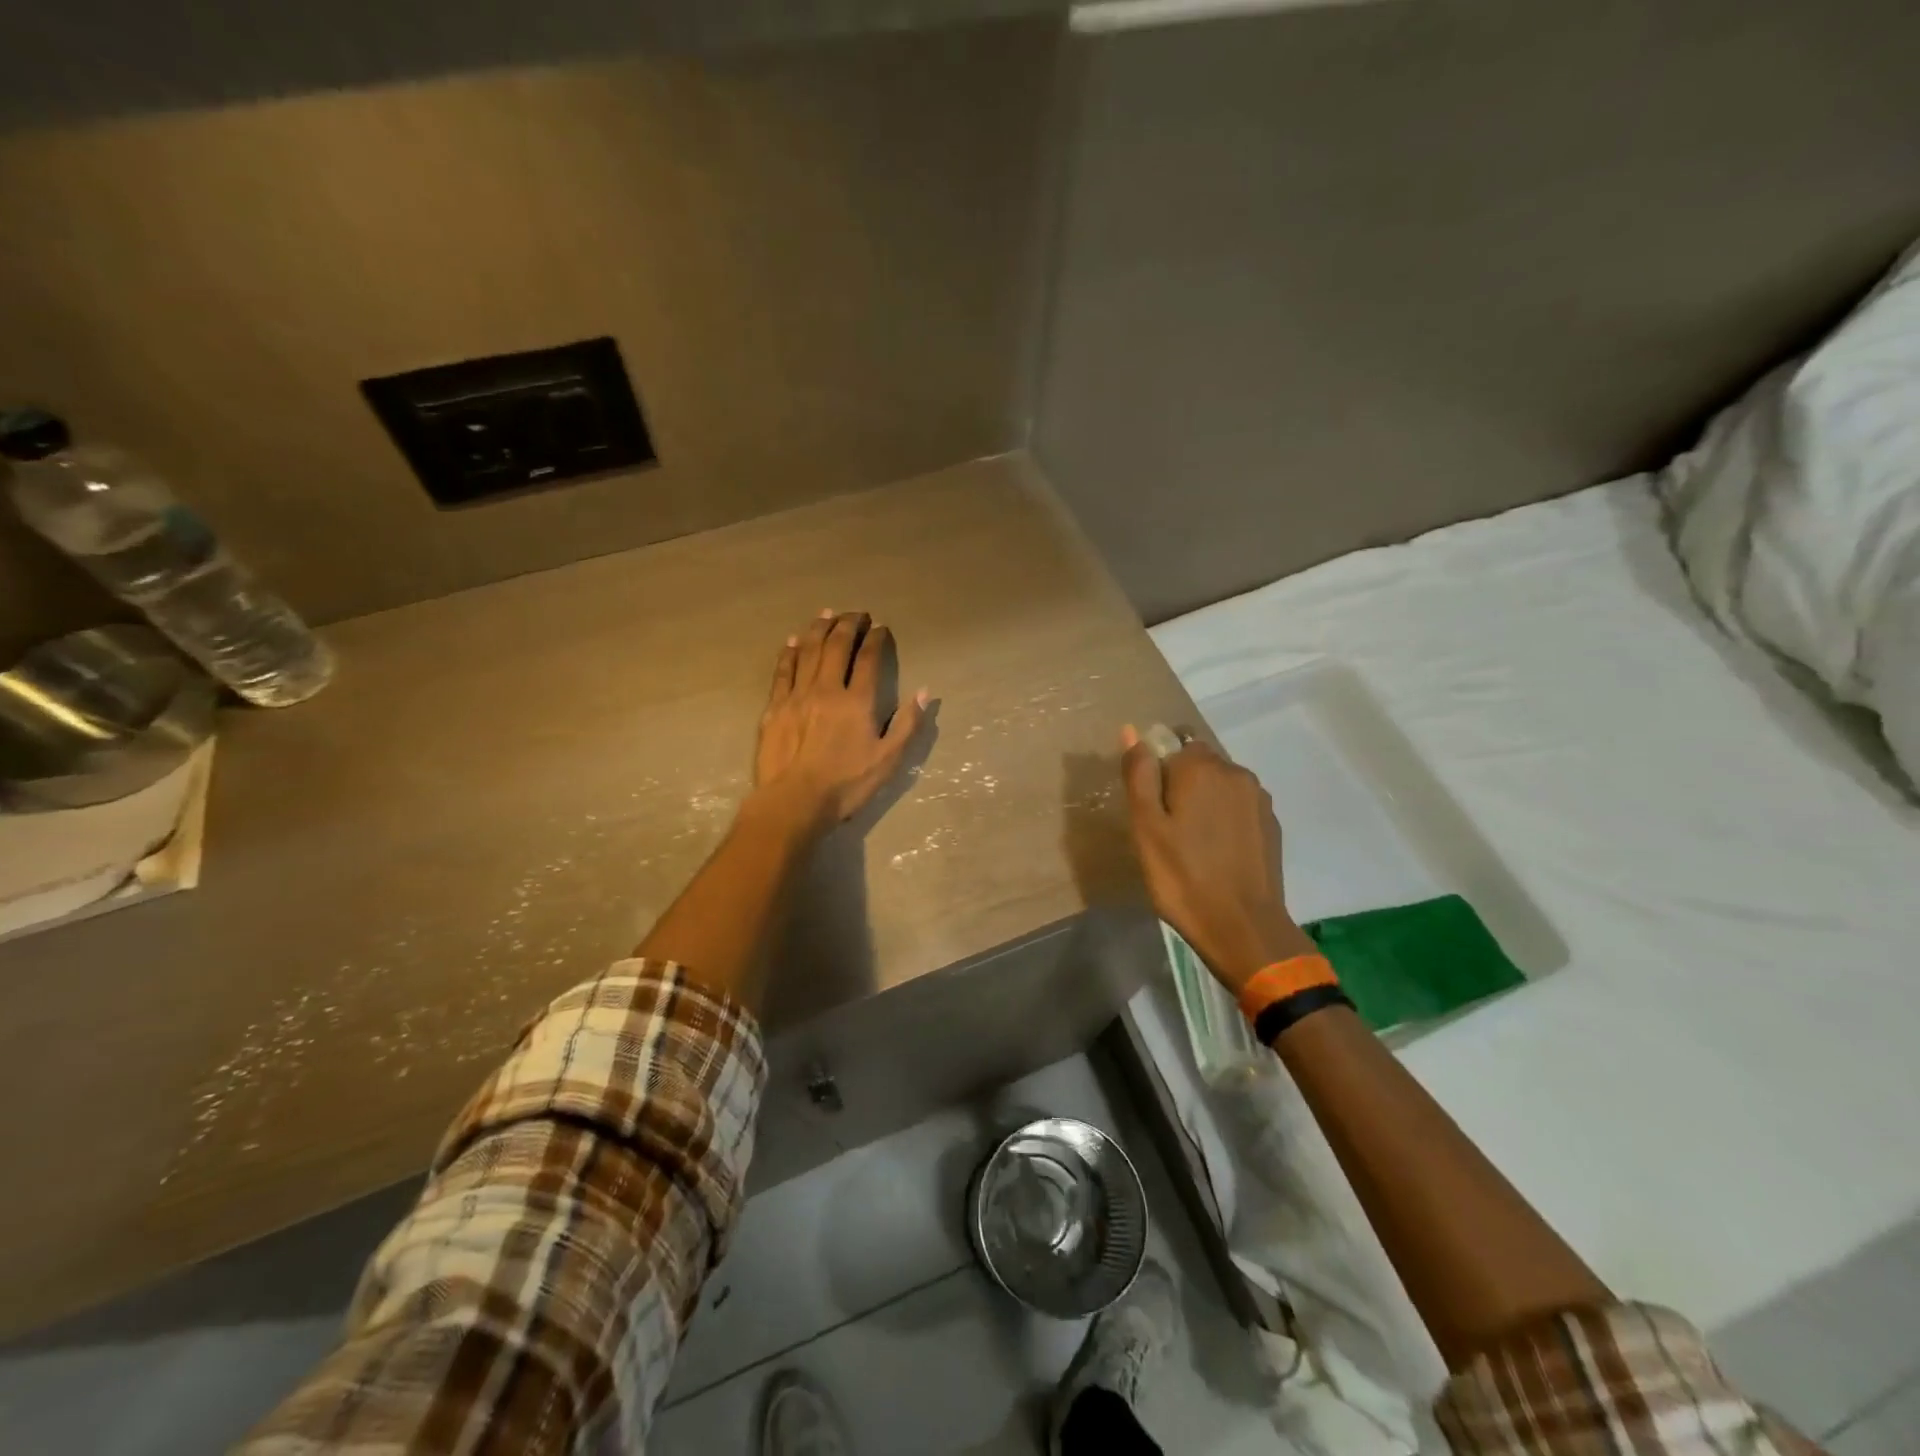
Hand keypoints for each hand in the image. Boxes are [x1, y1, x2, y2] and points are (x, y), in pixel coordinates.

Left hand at [754, 610, 928, 829]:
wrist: (795, 801)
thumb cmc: (846, 784)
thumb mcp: (888, 760)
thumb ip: (908, 724)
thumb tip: (924, 691)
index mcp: (857, 700)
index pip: (868, 658)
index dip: (876, 638)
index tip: (881, 628)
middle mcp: (827, 688)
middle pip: (836, 645)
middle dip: (848, 624)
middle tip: (857, 614)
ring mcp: (797, 695)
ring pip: (808, 650)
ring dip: (819, 628)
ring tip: (827, 614)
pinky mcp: (775, 706)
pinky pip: (783, 670)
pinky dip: (789, 651)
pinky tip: (793, 641)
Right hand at [1120, 725, 1316, 995]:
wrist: (1243, 928)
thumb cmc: (1183, 877)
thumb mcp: (1146, 827)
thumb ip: (1139, 774)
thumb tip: (1132, 730)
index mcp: (1201, 767)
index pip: (1173, 744)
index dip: (1158, 773)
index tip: (1152, 810)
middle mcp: (1235, 772)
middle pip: (1199, 763)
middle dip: (1182, 785)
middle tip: (1168, 830)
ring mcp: (1259, 799)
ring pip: (1221, 785)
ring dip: (1205, 802)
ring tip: (1193, 845)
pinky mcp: (1272, 824)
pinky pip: (1239, 808)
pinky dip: (1225, 820)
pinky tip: (1217, 854)